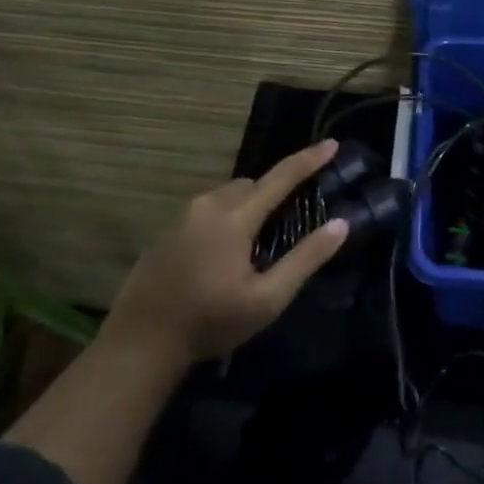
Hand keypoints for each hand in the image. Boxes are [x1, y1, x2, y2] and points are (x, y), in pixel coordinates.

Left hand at [108, 140, 349, 362]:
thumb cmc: (210, 322)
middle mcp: (207, 205)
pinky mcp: (167, 229)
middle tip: (289, 223)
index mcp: (234, 218)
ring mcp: (183, 215)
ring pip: (227, 195)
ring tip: (256, 245)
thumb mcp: (266, 299)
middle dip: (273, 194)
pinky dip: (224, 218)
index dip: (309, 159)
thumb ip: (305, 259)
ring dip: (247, 206)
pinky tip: (223, 255)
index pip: (280, 178)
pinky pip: (207, 209)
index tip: (332, 143)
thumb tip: (340, 224)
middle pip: (251, 184)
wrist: (142, 341)